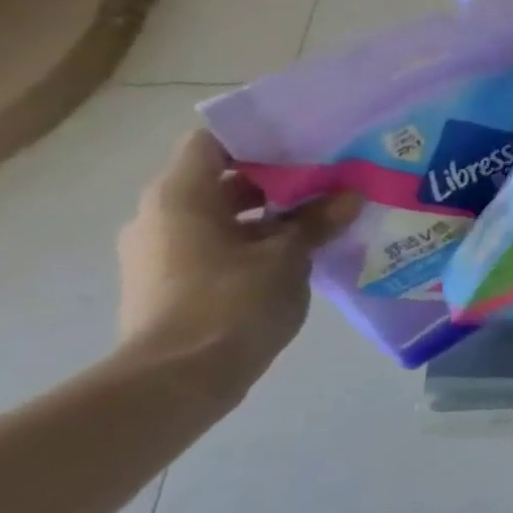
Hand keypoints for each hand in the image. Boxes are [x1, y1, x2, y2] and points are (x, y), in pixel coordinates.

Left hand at [116, 131, 358, 395]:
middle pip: (221, 179)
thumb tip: (350, 196)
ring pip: (224, 217)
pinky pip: (219, 246)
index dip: (258, 135)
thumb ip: (317, 221)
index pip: (213, 141)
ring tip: (326, 218)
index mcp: (180, 196)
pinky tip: (302, 254)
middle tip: (332, 179)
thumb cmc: (233, 302)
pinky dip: (257, 243)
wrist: (180, 377)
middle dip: (277, 179)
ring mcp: (163, 251)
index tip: (306, 139)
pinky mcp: (174, 282)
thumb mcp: (289, 257)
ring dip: (271, 215)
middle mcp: (162, 215)